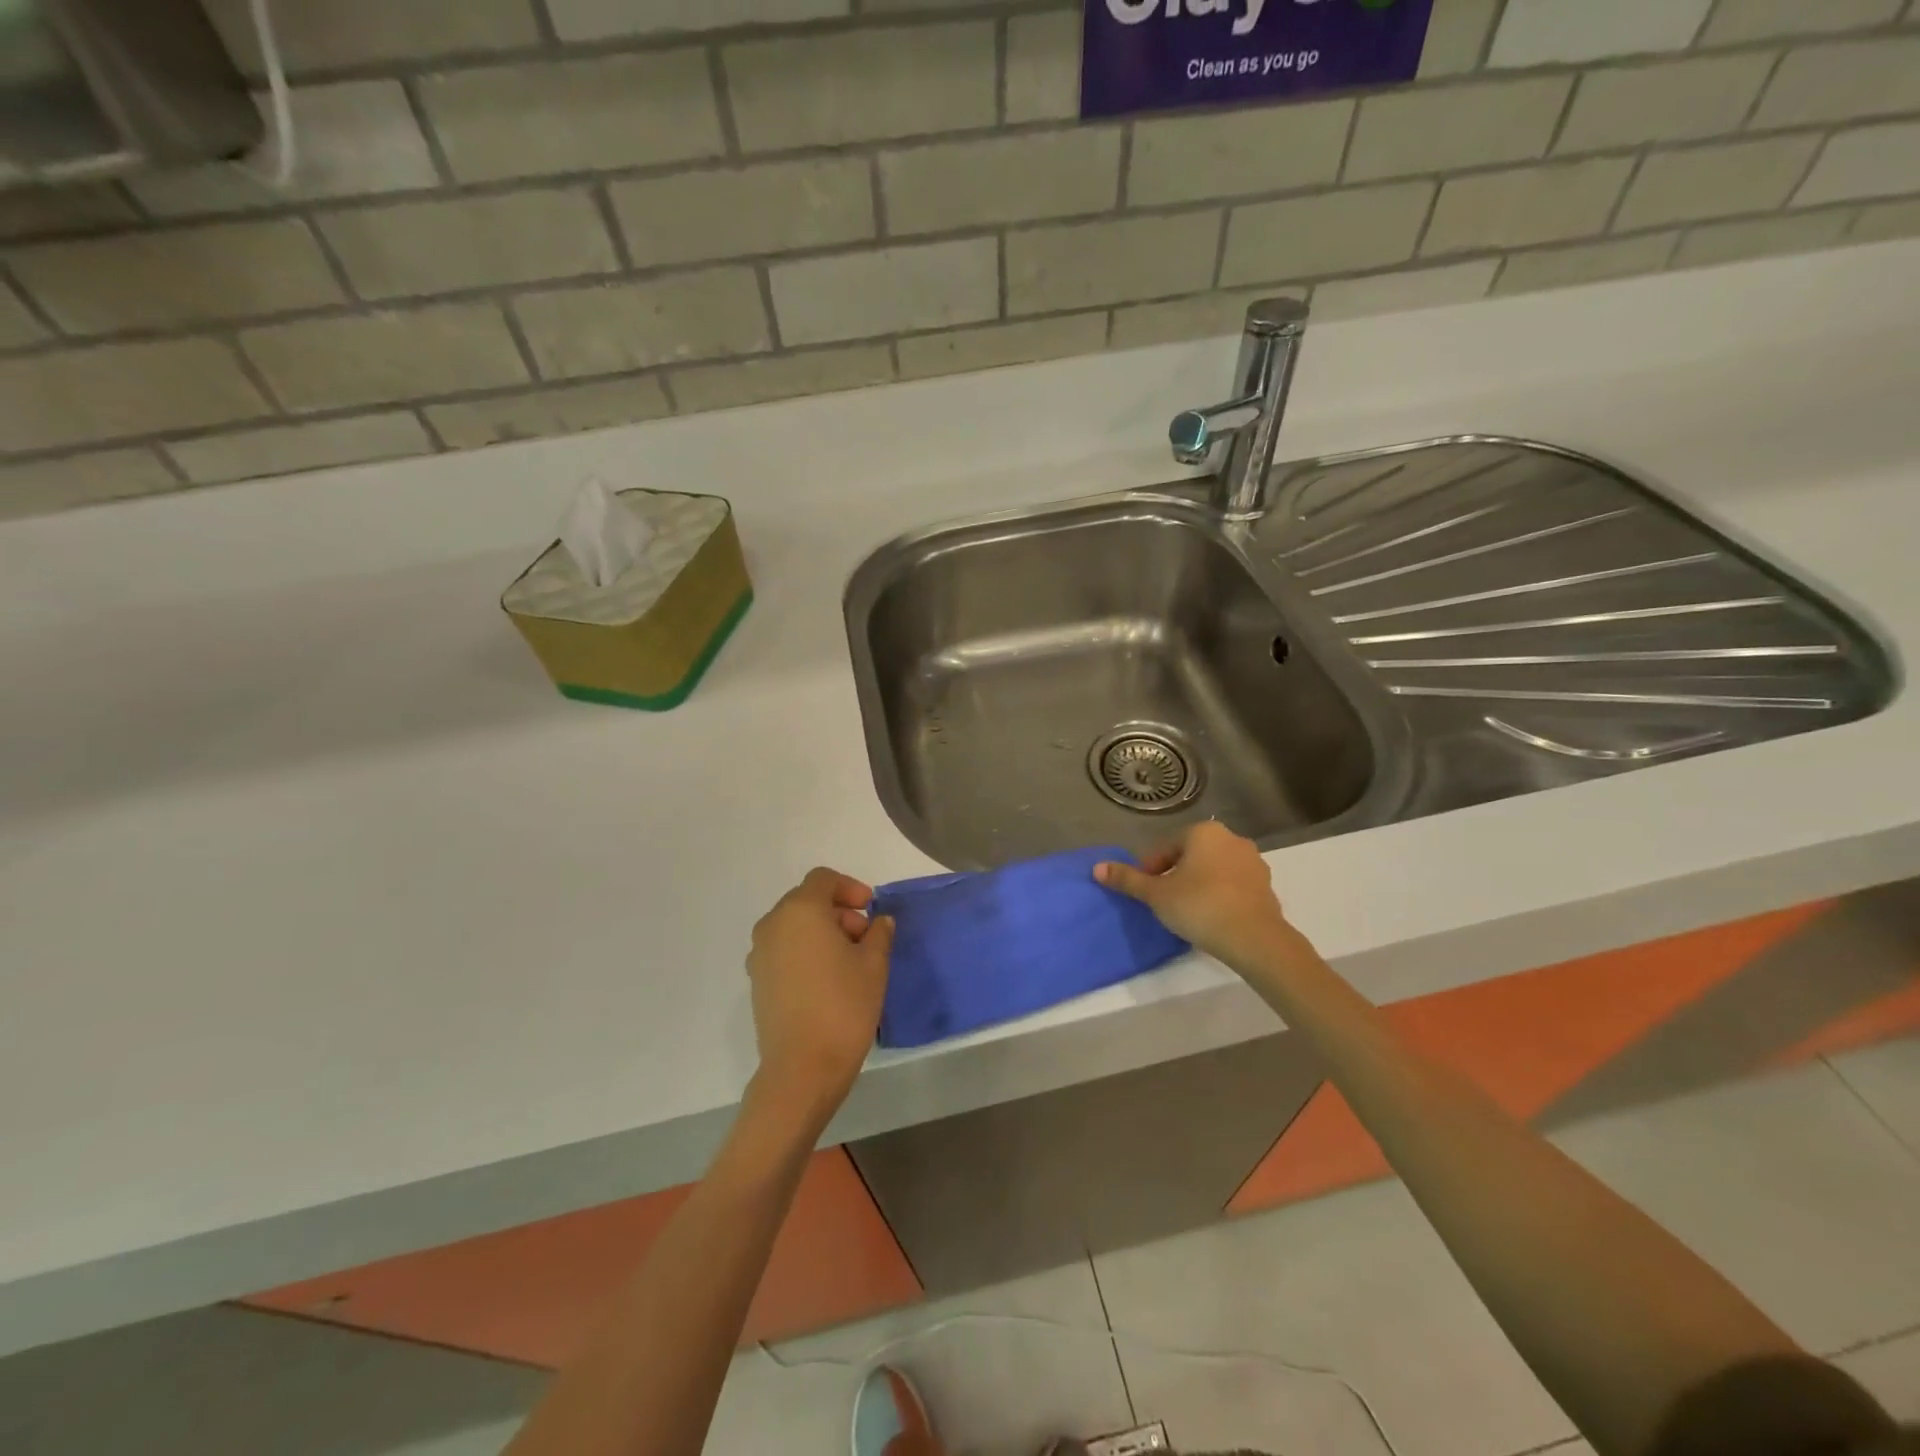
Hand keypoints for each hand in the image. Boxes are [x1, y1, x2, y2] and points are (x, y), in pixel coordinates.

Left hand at [746, 868, 893, 1117]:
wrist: (803, 1068)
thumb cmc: (844, 1006)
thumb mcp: (874, 965)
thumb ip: (878, 934)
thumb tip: (879, 922)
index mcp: (800, 911)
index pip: (823, 880)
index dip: (850, 888)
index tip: (870, 909)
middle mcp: (773, 925)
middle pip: (807, 901)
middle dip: (838, 911)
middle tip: (865, 937)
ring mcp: (760, 954)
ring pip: (794, 926)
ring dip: (822, 932)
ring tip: (850, 960)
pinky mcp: (757, 981)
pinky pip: (784, 950)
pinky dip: (806, 951)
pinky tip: (828, 979)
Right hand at [1095, 822, 1293, 972]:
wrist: (1254, 939)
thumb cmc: (1199, 906)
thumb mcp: (1156, 894)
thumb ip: (1128, 879)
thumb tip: (1097, 868)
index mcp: (1203, 832)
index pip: (1165, 848)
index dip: (1149, 870)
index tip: (1144, 892)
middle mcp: (1231, 839)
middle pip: (1190, 856)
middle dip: (1175, 875)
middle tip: (1162, 901)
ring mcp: (1253, 862)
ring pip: (1213, 870)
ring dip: (1198, 884)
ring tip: (1186, 911)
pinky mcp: (1266, 886)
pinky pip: (1233, 885)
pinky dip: (1219, 895)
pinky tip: (1211, 917)